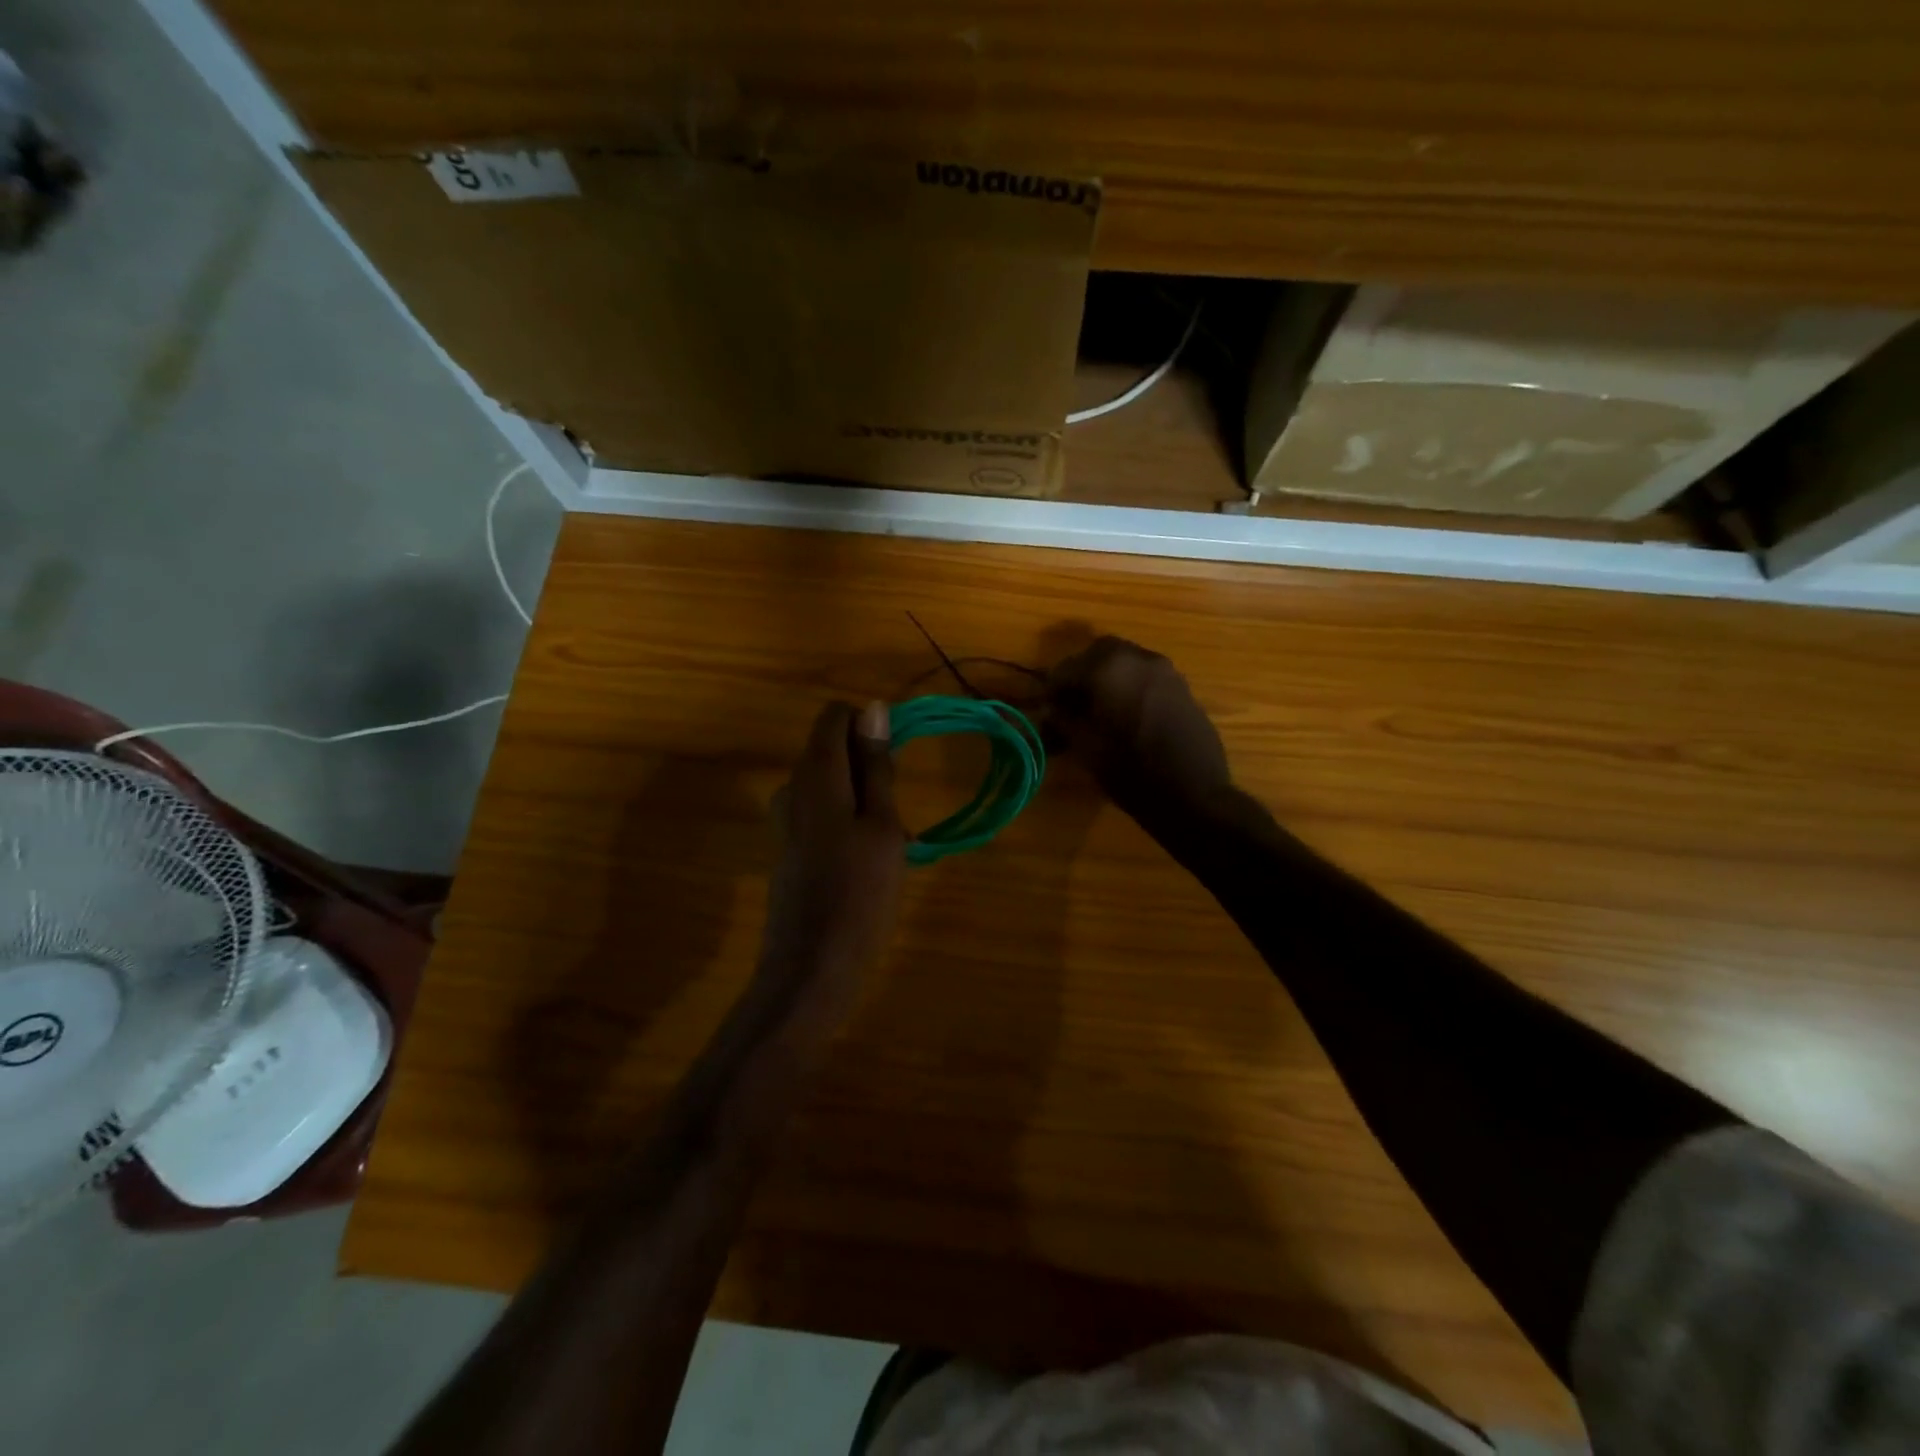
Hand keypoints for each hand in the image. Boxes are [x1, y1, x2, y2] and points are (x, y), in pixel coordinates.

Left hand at [759, 701, 905, 1015]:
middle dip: (869, 769)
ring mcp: (785, 818)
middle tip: (895, 814)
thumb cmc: (859, 893)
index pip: (834, 716)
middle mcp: (792, 787)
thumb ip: (876, 766)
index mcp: (816, 774)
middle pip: (832, 749)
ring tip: (888, 844)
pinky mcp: (787, 846)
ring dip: (862, 799)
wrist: (811, 966)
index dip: (869, 727)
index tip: (895, 763)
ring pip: (831, 784)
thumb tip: (874, 708)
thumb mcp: (882, 826)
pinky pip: (821, 813)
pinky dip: (847, 822)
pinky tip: (866, 862)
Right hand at [1047, 637, 1232, 824]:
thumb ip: (1063, 720)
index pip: (1067, 668)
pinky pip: (1148, 678)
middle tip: (1072, 703)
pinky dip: (1132, 687)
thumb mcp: (1086, 748)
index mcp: (1110, 668)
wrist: (1194, 795)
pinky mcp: (1184, 689)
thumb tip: (1051, 709)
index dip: (1052, 689)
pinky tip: (1128, 717)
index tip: (1046, 709)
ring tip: (1099, 711)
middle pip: (1100, 653)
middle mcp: (1140, 658)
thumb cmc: (1131, 771)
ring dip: (1109, 678)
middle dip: (1082, 673)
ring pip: (1127, 663)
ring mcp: (1167, 672)